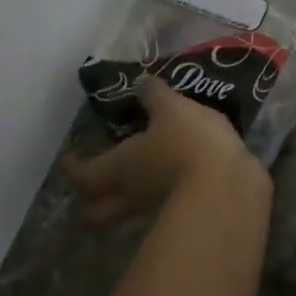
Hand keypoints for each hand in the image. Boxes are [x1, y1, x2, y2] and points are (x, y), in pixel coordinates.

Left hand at [63, 78, 263, 224]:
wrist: (225, 185)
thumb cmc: (187, 143)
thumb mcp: (172, 108)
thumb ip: (154, 95)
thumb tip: (140, 80)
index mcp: (115, 169)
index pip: (81, 174)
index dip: (72, 165)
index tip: (70, 154)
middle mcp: (124, 196)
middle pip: (91, 211)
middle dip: (88, 197)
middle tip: (95, 176)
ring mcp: (148, 211)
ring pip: (120, 214)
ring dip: (119, 199)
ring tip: (132, 175)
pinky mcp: (175, 214)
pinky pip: (150, 209)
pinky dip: (150, 197)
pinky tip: (165, 178)